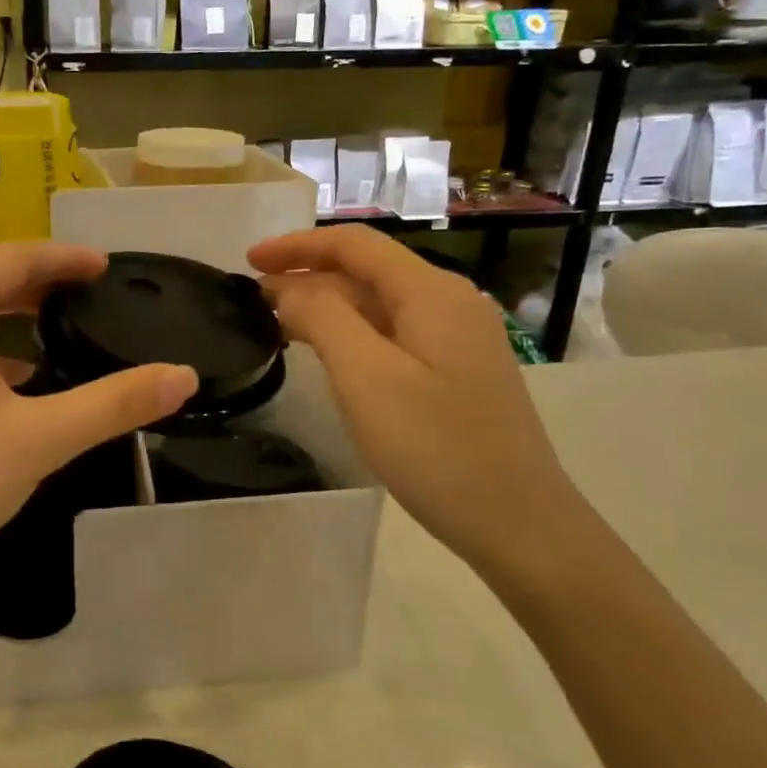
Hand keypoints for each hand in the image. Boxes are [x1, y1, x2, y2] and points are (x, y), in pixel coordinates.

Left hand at [0, 244, 197, 622]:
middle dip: (36, 285)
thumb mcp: (39, 440)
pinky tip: (6, 383)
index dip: (63, 258)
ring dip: (4, 316)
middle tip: (86, 296)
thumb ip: (113, 404)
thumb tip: (184, 376)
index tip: (105, 267)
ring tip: (52, 333)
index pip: (10, 260)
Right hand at [249, 226, 588, 575]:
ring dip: (326, 307)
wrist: (517, 522)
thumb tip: (289, 290)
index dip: (297, 246)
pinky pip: (393, 334)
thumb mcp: (366, 377)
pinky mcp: (456, 371)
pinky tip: (326, 355)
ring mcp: (457, 338)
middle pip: (367, 272)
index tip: (249, 262)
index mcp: (431, 292)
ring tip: (277, 325)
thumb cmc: (436, 447)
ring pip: (379, 305)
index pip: (354, 245)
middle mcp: (449, 302)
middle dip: (307, 278)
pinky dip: (351, 334)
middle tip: (253, 302)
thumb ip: (322, 319)